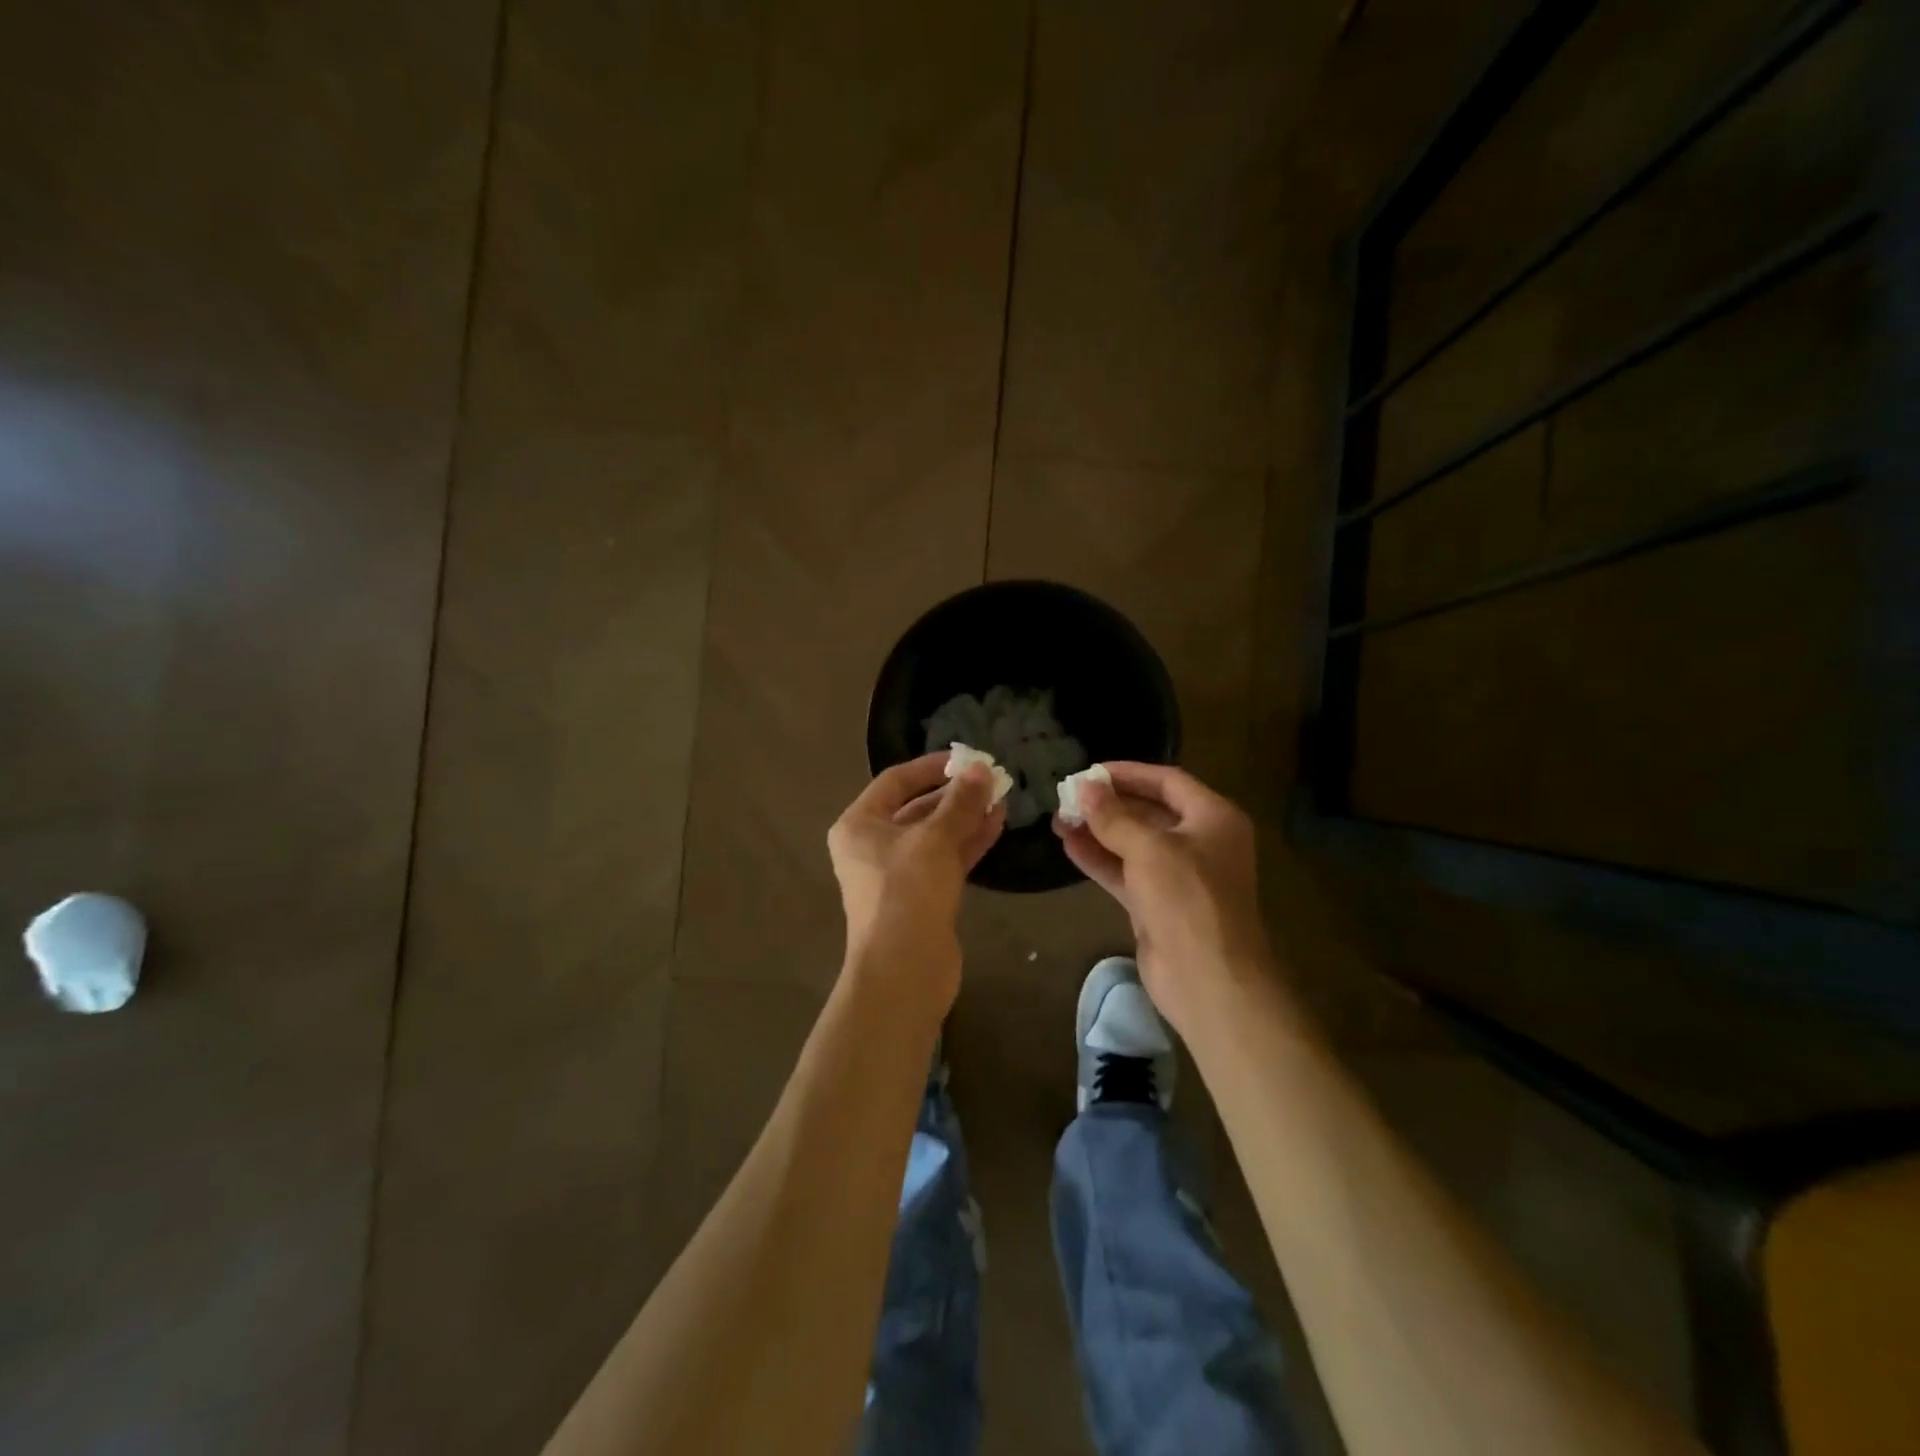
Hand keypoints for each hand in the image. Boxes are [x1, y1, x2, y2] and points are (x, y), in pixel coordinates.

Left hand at [828, 753, 1004, 1012]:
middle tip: (991, 780)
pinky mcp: (920, 896)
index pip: (895, 781)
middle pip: (916, 808)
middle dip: (954, 794)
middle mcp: (872, 846)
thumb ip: (960, 802)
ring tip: (1001, 799)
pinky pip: (944, 859)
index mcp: (859, 825)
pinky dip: (967, 842)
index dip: (931, 767)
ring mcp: (896, 874)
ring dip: (965, 817)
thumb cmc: (907, 891)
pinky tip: (996, 825)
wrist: (904, 968)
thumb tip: (981, 770)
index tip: (966, 759)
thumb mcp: (935, 839)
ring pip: (934, 835)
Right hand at [1053, 763, 1270, 1036]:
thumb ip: (1114, 817)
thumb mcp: (1149, 849)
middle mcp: (1199, 842)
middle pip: (1149, 812)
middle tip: (1068, 796)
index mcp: (1213, 818)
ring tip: (1059, 819)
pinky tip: (1069, 846)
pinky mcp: (1158, 904)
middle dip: (1108, 805)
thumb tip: (1085, 787)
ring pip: (1133, 844)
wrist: (1208, 979)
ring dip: (1098, 831)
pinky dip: (1100, 860)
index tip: (1090, 771)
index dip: (1129, 773)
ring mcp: (1178, 876)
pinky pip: (1126, 872)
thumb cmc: (1187, 899)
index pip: (1168, 782)